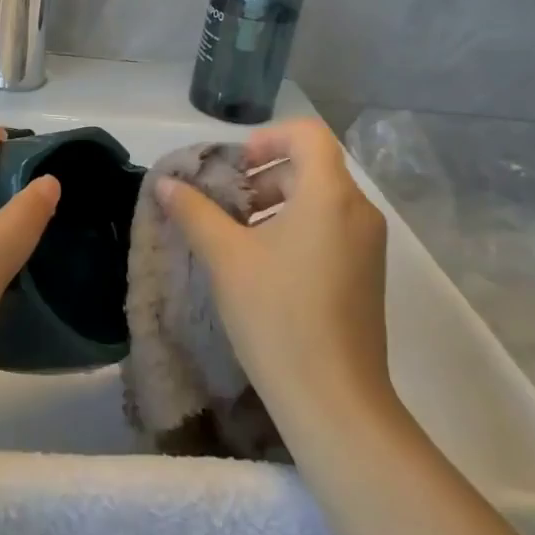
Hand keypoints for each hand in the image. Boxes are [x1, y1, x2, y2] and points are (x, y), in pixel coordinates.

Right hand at [158, 118, 396, 427]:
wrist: (334, 399)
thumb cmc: (277, 315)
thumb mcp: (226, 258)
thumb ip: (195, 212)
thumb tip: (166, 184)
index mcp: (330, 195)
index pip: (307, 134)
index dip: (268, 138)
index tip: (236, 167)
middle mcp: (358, 211)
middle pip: (312, 167)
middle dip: (265, 176)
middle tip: (227, 205)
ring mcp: (368, 245)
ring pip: (321, 201)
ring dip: (278, 204)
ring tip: (238, 237)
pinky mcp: (367, 274)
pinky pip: (332, 229)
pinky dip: (297, 229)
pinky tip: (264, 266)